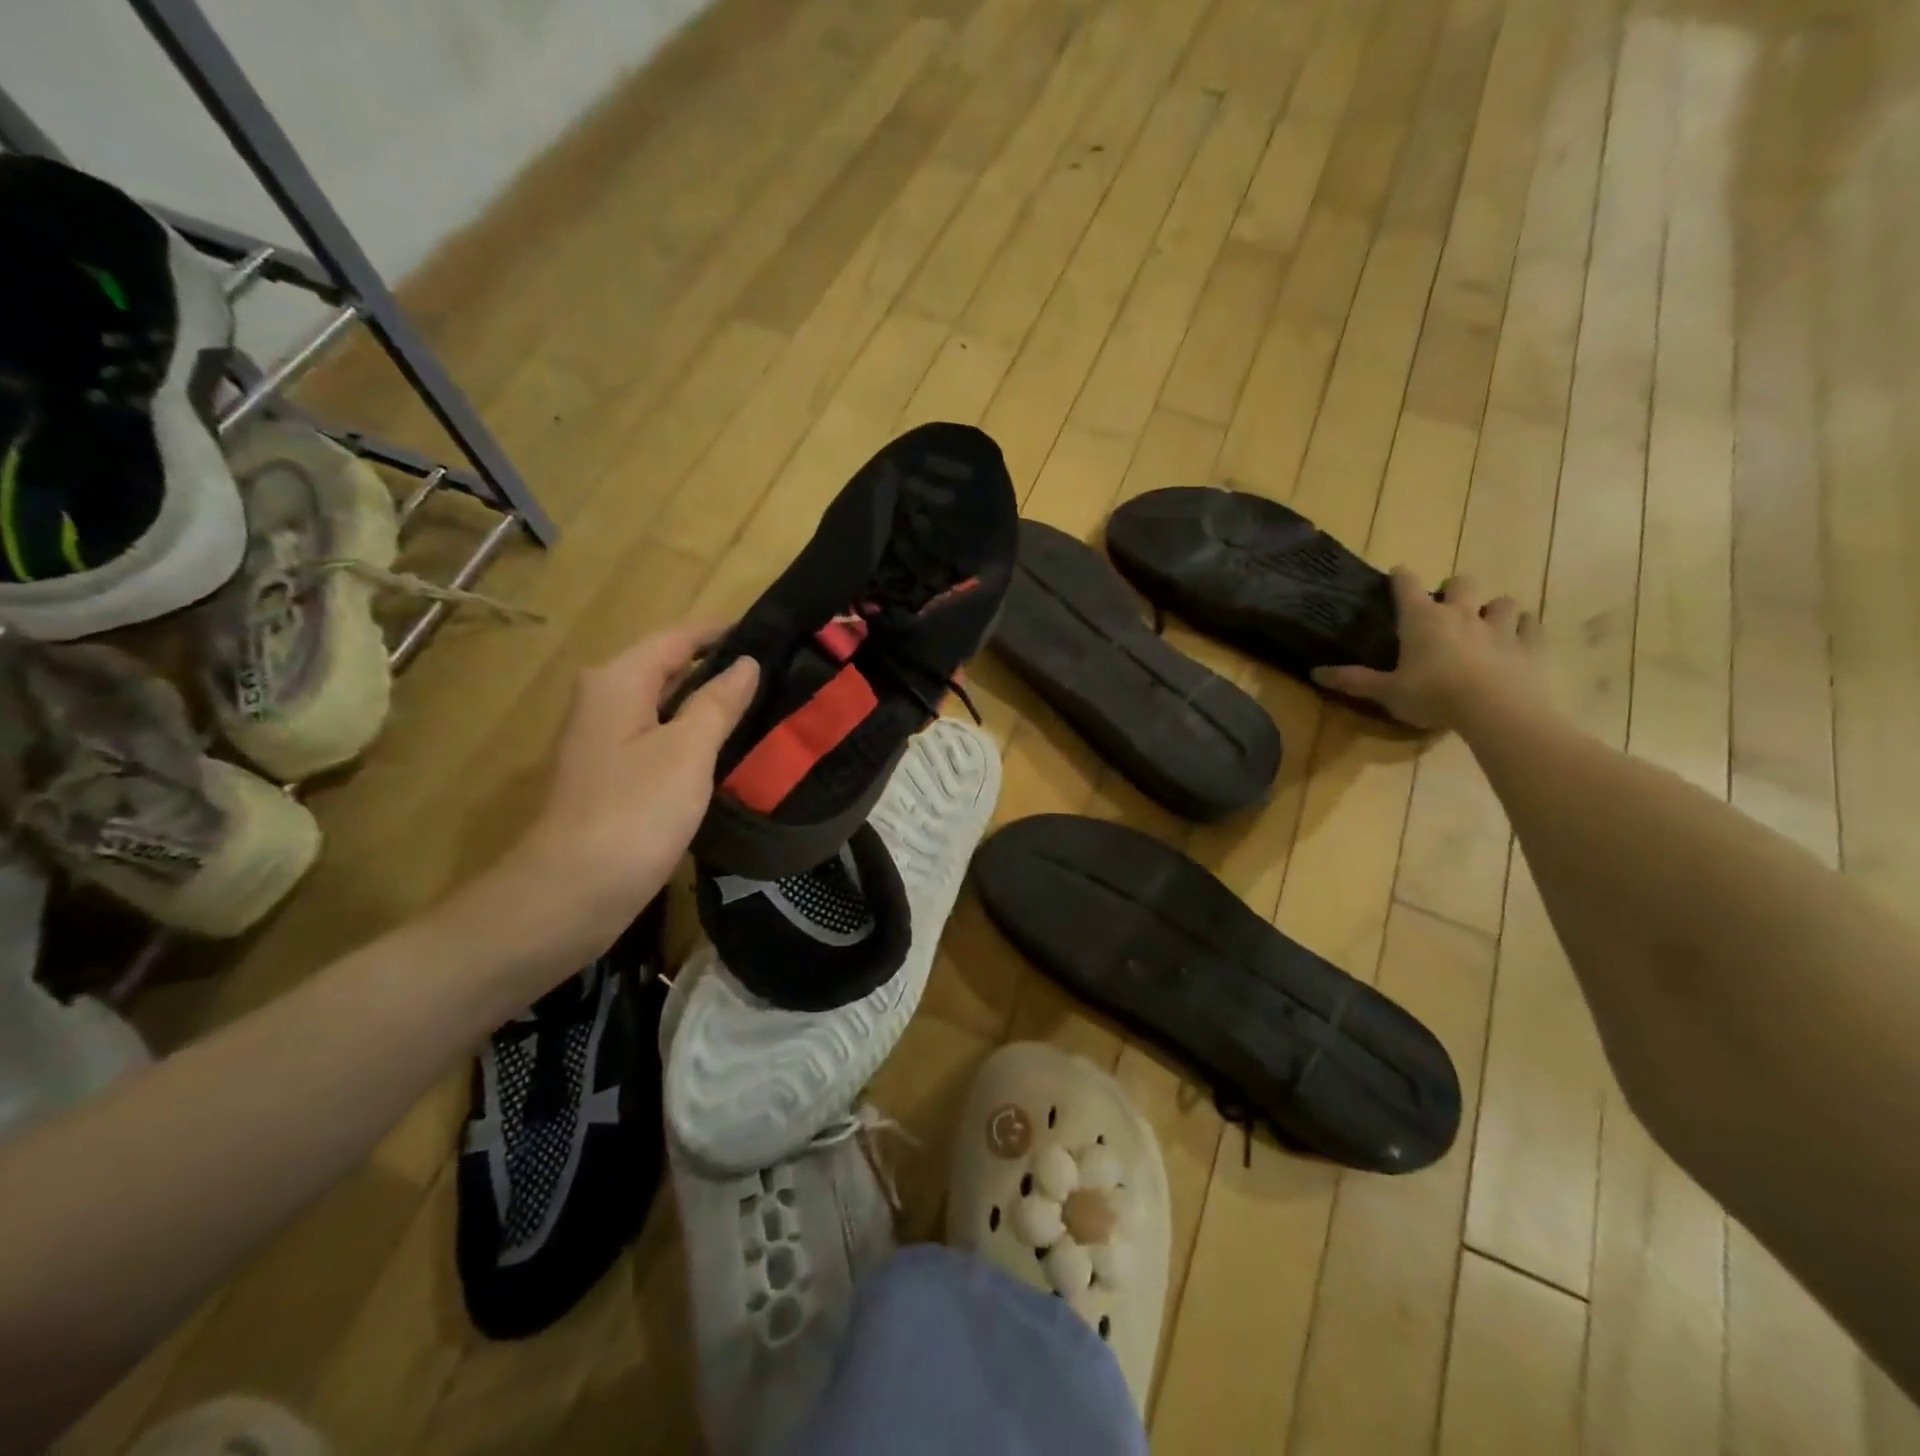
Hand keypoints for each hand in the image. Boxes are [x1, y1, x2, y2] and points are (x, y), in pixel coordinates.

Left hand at [481, 623, 758, 966]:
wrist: (572, 893)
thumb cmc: (634, 813)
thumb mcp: (687, 751)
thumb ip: (718, 702)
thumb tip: (746, 663)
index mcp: (618, 681)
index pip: (677, 637)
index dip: (722, 632)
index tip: (773, 631)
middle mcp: (605, 698)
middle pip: (668, 666)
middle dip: (719, 665)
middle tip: (779, 669)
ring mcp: (605, 738)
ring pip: (665, 703)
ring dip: (709, 700)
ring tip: (765, 701)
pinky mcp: (612, 773)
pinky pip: (660, 735)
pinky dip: (694, 732)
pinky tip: (729, 745)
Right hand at [1312, 569, 1543, 730]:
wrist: (1495, 710)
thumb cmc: (1433, 696)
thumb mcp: (1385, 692)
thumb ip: (1353, 680)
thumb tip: (1314, 672)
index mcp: (1422, 620)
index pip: (1407, 586)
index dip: (1400, 577)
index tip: (1397, 573)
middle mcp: (1461, 614)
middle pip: (1461, 583)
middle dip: (1454, 589)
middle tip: (1447, 605)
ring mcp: (1499, 627)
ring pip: (1501, 601)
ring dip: (1493, 608)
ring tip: (1486, 622)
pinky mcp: (1529, 645)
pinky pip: (1531, 625)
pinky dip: (1524, 627)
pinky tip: (1518, 637)